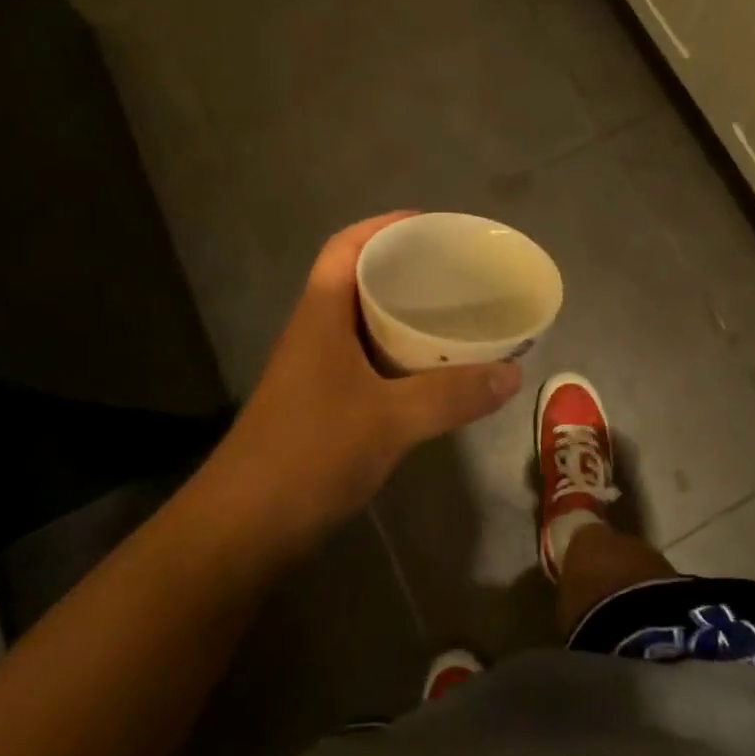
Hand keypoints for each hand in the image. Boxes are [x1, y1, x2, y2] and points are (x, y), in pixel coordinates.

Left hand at [212, 213, 523, 545]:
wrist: (242, 530)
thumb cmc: (310, 454)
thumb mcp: (390, 421)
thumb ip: (452, 395)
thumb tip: (513, 373)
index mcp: (321, 315)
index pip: (346, 246)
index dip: (384, 226)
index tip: (431, 225)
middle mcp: (316, 332)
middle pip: (358, 279)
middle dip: (403, 267)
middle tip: (455, 270)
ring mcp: (315, 370)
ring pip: (363, 321)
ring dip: (402, 312)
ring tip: (453, 313)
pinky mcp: (321, 403)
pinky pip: (366, 359)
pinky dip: (398, 353)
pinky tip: (431, 370)